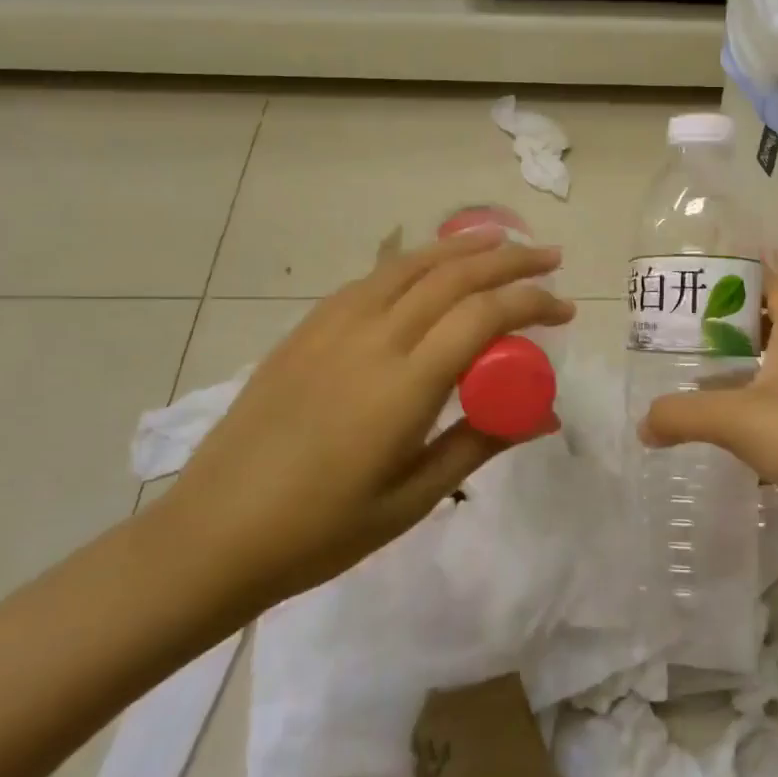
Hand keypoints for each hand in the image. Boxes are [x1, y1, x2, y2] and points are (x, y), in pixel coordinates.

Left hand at [150, 227, 573, 609]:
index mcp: (403, 385)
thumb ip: (481, 443)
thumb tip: (543, 415)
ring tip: (500, 240)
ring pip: (409, 265)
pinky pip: (371, 279)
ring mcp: (332, 328)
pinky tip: (427, 268)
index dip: (532, 301)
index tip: (565, 310)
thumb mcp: (414, 498)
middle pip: (453, 276)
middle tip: (550, 257)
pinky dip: (412, 263)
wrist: (212, 536)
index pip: (483, 315)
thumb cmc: (321, 531)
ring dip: (462, 247)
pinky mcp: (305, 330)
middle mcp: (372, 339)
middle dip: (510, 258)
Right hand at [638, 270, 777, 556]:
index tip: (702, 281)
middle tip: (681, 335)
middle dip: (728, 330)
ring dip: (738, 377)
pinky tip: (721, 439)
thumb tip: (643, 424)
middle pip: (769, 330)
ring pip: (773, 377)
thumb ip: (683, 415)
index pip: (774, 287)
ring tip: (691, 382)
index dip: (742, 277)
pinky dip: (751, 422)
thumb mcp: (738, 418)